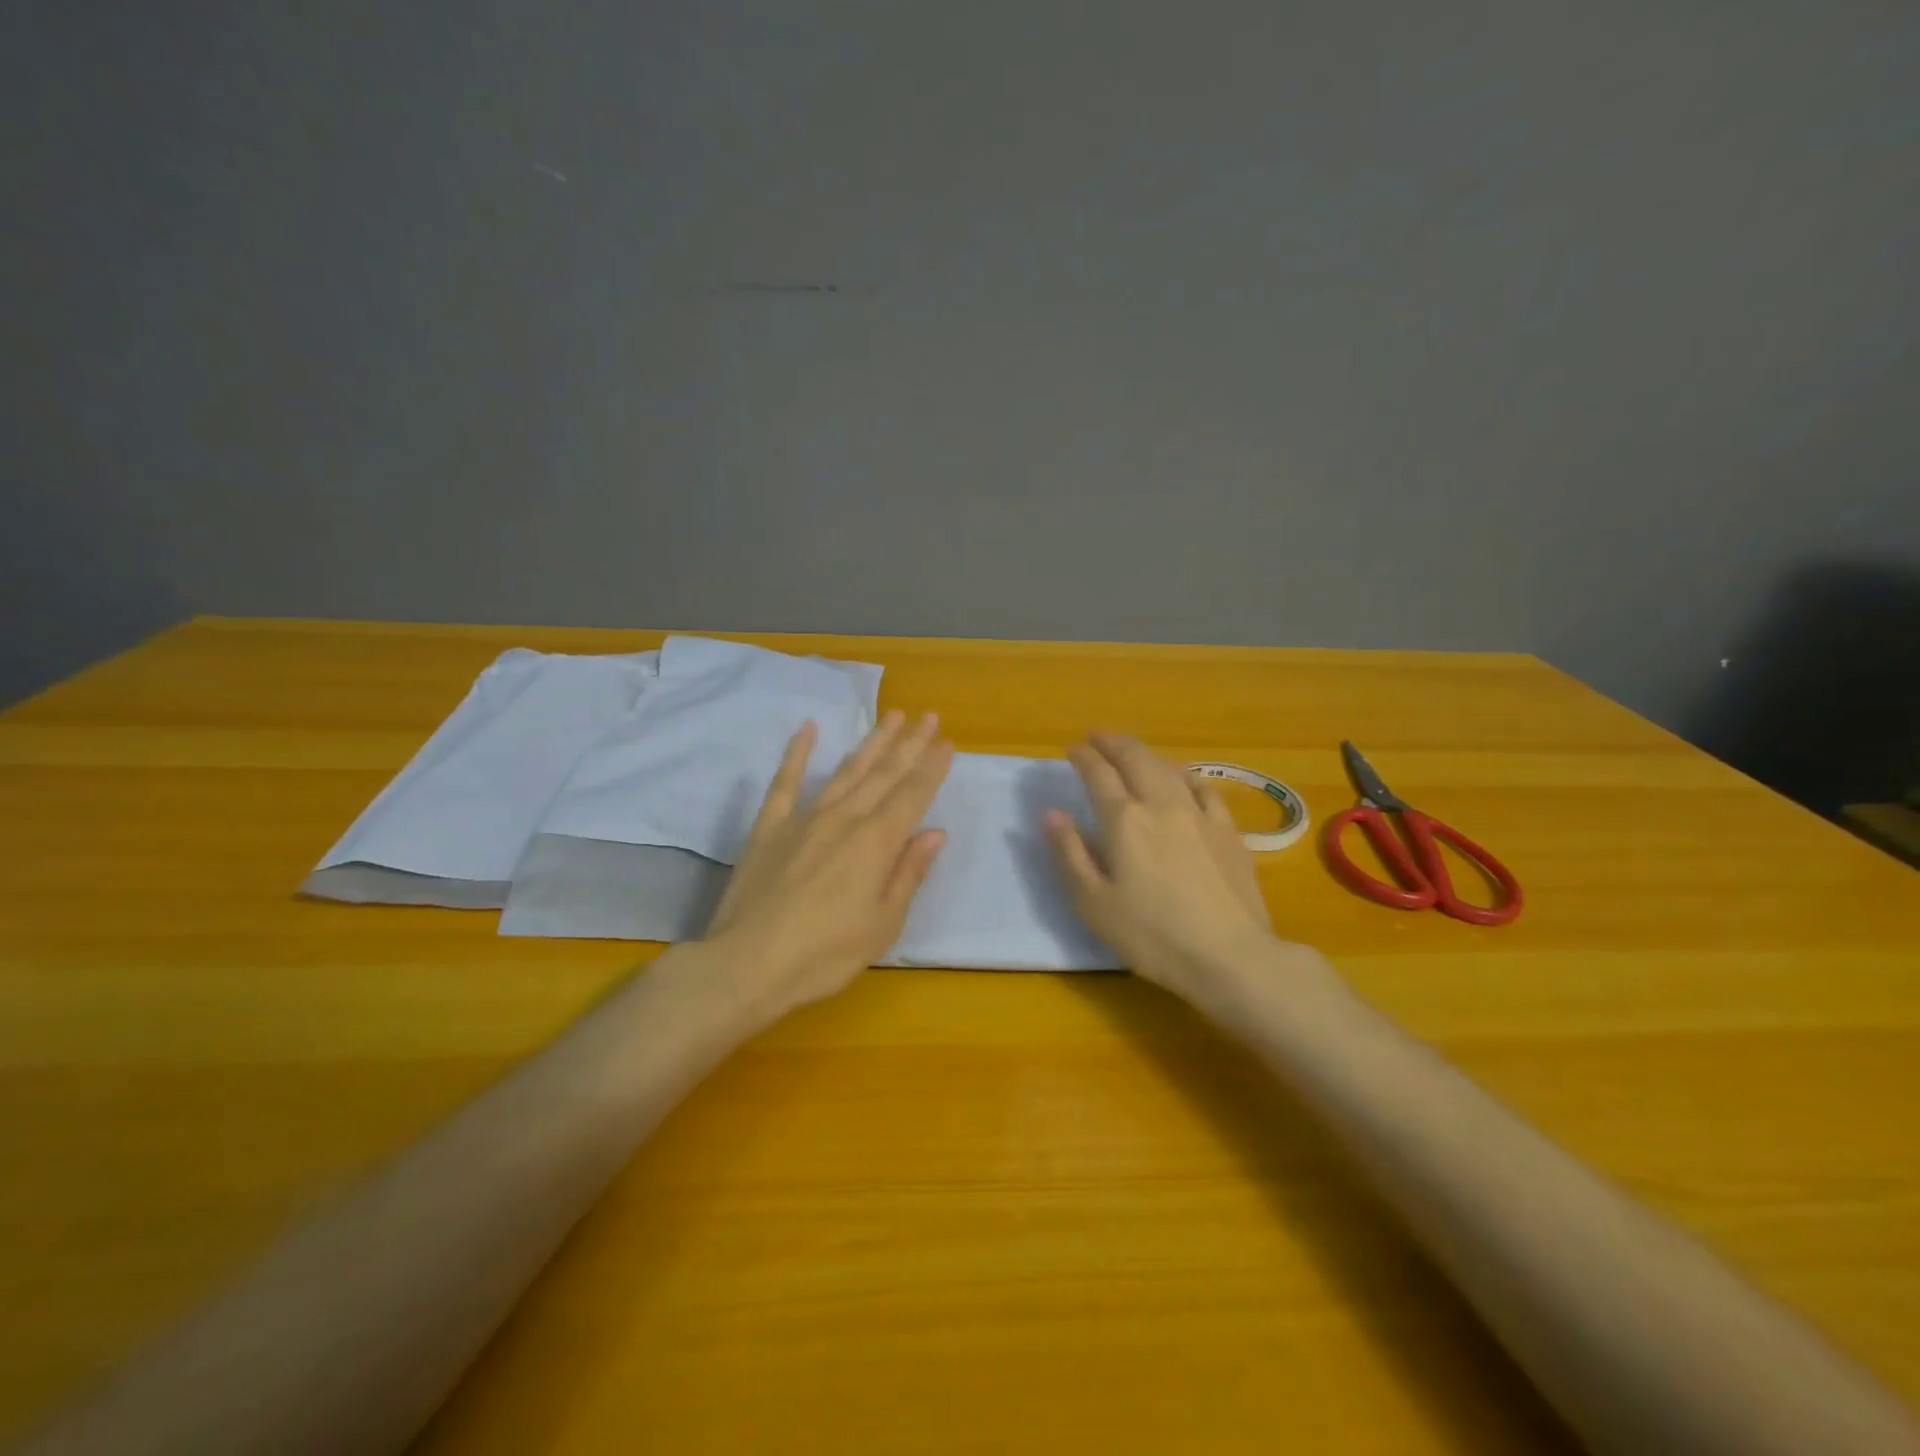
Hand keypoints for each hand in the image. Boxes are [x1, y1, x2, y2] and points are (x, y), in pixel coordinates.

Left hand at [704, 710, 953, 1020]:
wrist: (746, 964)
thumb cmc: (824, 954)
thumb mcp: (883, 924)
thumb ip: (908, 873)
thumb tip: (934, 833)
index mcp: (876, 843)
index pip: (912, 795)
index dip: (932, 768)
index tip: (947, 742)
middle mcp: (844, 819)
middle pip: (883, 774)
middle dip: (909, 744)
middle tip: (928, 716)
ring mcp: (803, 818)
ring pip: (845, 771)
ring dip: (871, 742)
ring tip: (891, 716)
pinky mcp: (769, 827)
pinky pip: (785, 782)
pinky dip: (797, 753)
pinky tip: (808, 729)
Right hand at [1046, 732, 1276, 1001]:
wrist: (1230, 955)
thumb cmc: (1152, 935)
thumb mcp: (1094, 903)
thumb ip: (1070, 854)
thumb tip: (1052, 813)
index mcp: (1124, 820)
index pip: (1098, 774)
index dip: (1083, 757)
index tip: (1071, 749)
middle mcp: (1161, 804)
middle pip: (1135, 758)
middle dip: (1113, 742)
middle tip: (1097, 737)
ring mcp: (1199, 813)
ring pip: (1168, 767)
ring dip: (1145, 753)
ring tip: (1131, 752)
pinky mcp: (1228, 830)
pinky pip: (1204, 788)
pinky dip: (1184, 774)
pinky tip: (1183, 778)